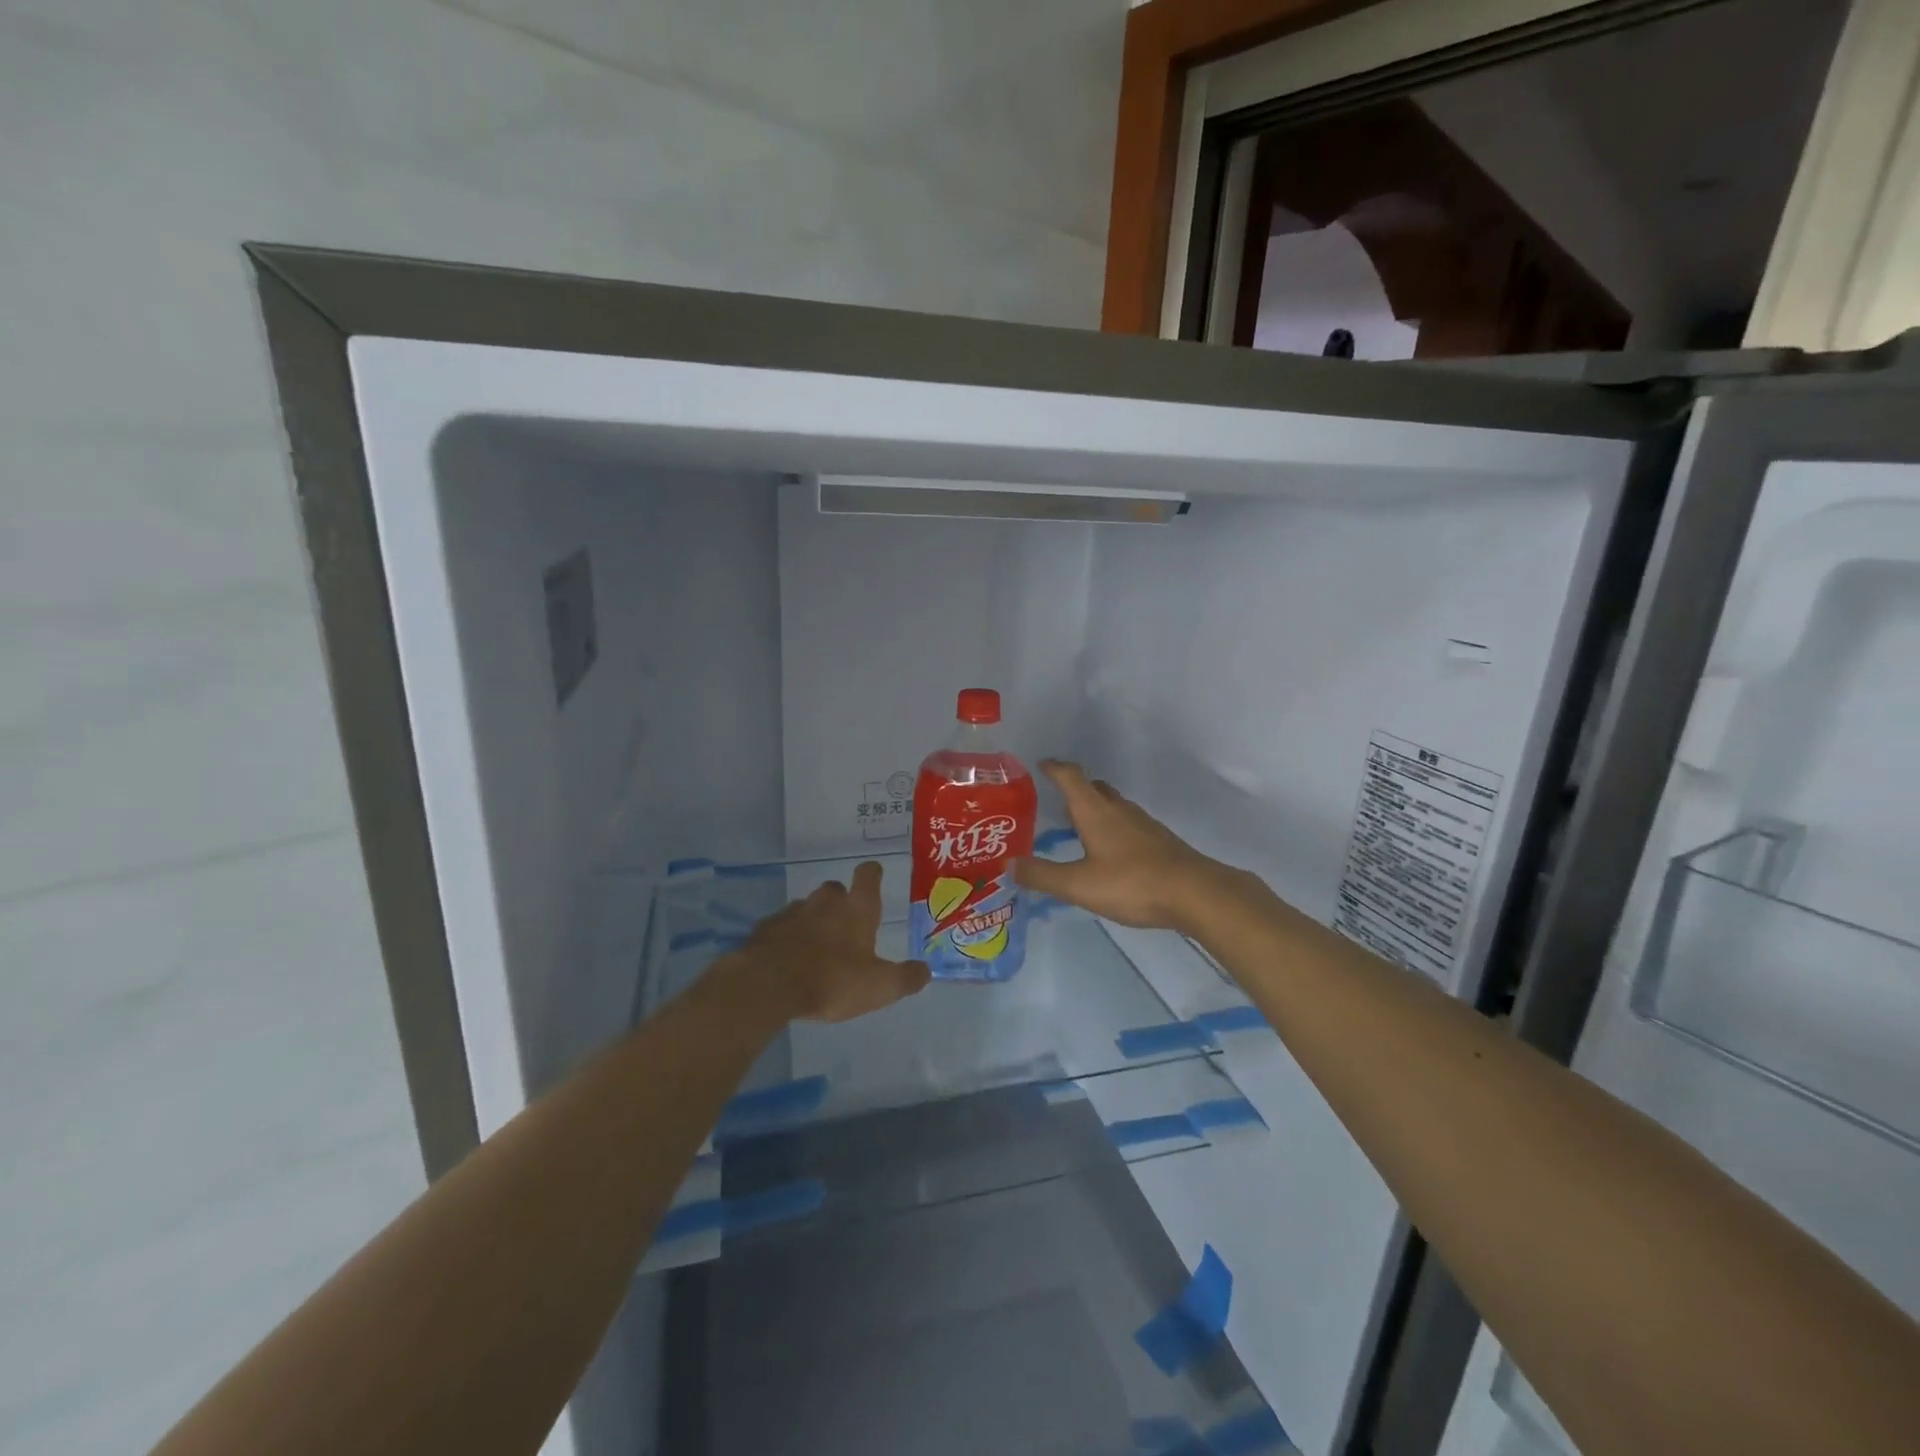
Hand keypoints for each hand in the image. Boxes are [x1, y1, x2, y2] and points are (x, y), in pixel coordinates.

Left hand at [725, 861, 930, 1023]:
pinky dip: (788, 938)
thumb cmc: (833, 981)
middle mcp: (825, 902)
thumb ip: (906, 978)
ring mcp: (793, 912)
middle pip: (834, 890)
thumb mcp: (880, 987)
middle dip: (840, 902)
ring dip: (813, 921)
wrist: (769, 985)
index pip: (867, 876)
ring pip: (807, 908)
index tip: (874, 875)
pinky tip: (789, 960)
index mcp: (857, 909)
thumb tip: (926, 971)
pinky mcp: (766, 928)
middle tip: (846, 926)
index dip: (872, 873)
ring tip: (817, 948)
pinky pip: (782, 927)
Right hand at [1015, 760, 1243, 931]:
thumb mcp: (1079, 884)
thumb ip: (1043, 875)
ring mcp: (1142, 823)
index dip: (1054, 768)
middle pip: (1093, 787)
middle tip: (1054, 801)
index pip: (1070, 777)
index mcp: (1095, 811)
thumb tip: (1010, 864)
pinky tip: (1108, 852)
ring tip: (1076, 827)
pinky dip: (1111, 827)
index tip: (1039, 765)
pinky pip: (1127, 823)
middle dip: (1073, 789)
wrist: (1195, 893)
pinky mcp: (1158, 840)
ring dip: (1093, 809)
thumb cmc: (1132, 883)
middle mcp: (1118, 809)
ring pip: (1112, 806)